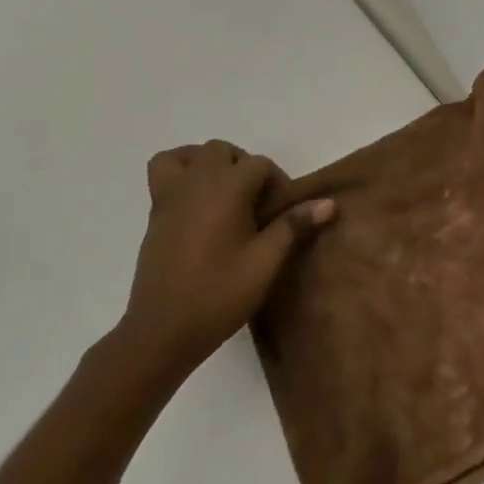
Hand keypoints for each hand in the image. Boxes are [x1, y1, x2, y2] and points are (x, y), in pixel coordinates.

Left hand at [116, 141, 333, 376]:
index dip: (276, 183)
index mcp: (226, 189)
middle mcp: (196, 183)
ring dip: (209, 164)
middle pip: (222, 151)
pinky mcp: (155, 215)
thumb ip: (294, 225)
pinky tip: (198, 205)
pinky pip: (164, 173)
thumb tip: (328, 203)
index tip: (282, 213)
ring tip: (224, 194)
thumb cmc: (219, 294)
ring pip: (189, 155)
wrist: (162, 332)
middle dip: (244, 167)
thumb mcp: (266, 262)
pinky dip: (180, 174)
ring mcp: (170, 197)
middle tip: (257, 202)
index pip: (259, 164)